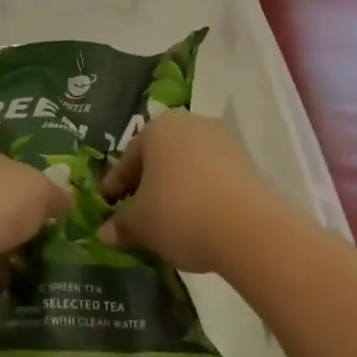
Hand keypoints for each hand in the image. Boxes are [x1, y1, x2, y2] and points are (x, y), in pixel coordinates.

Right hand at [97, 111, 292, 273]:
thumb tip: (105, 233)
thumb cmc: (180, 213)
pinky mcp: (249, 164)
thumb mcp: (140, 224)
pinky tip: (199, 222)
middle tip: (137, 214)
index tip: (107, 207)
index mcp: (157, 128)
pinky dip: (202, 196)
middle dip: (147, 185)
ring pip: (188, 167)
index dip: (115, 185)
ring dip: (176, 190)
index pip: (128, 158)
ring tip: (169, 222)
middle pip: (159, 158)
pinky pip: (213, 179)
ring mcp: (224, 141)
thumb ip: (120, 224)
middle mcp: (190, 124)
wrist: (250, 229)